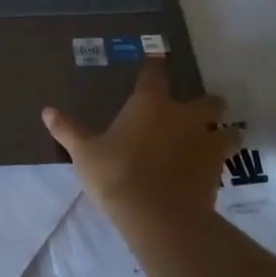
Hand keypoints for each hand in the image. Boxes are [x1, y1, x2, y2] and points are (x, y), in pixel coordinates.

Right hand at [43, 59, 238, 219]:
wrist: (158, 216)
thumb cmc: (117, 174)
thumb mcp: (85, 153)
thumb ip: (69, 130)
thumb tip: (47, 111)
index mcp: (150, 104)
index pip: (155, 75)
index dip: (156, 66)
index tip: (158, 60)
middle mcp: (184, 117)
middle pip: (209, 101)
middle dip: (206, 104)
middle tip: (195, 112)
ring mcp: (206, 144)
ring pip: (228, 131)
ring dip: (222, 134)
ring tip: (213, 141)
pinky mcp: (217, 172)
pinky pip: (224, 161)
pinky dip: (218, 163)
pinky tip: (207, 172)